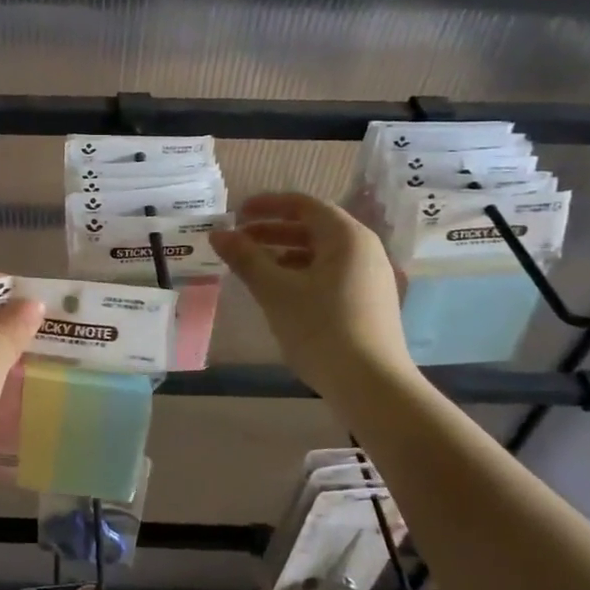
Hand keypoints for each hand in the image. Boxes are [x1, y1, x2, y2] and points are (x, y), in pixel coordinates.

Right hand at [208, 193, 411, 394]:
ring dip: (284, 254)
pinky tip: (280, 292)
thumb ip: (245, 258)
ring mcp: (370, 276)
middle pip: (312, 227)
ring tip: (252, 268)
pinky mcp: (369, 301)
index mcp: (346, 236)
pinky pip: (330, 273)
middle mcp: (364, 248)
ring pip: (320, 253)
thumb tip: (218, 234)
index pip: (303, 204)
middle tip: (238, 242)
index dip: (267, 205)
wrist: (372, 385)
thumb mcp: (275, 291)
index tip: (236, 214)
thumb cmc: (321, 328)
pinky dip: (301, 273)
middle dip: (272, 232)